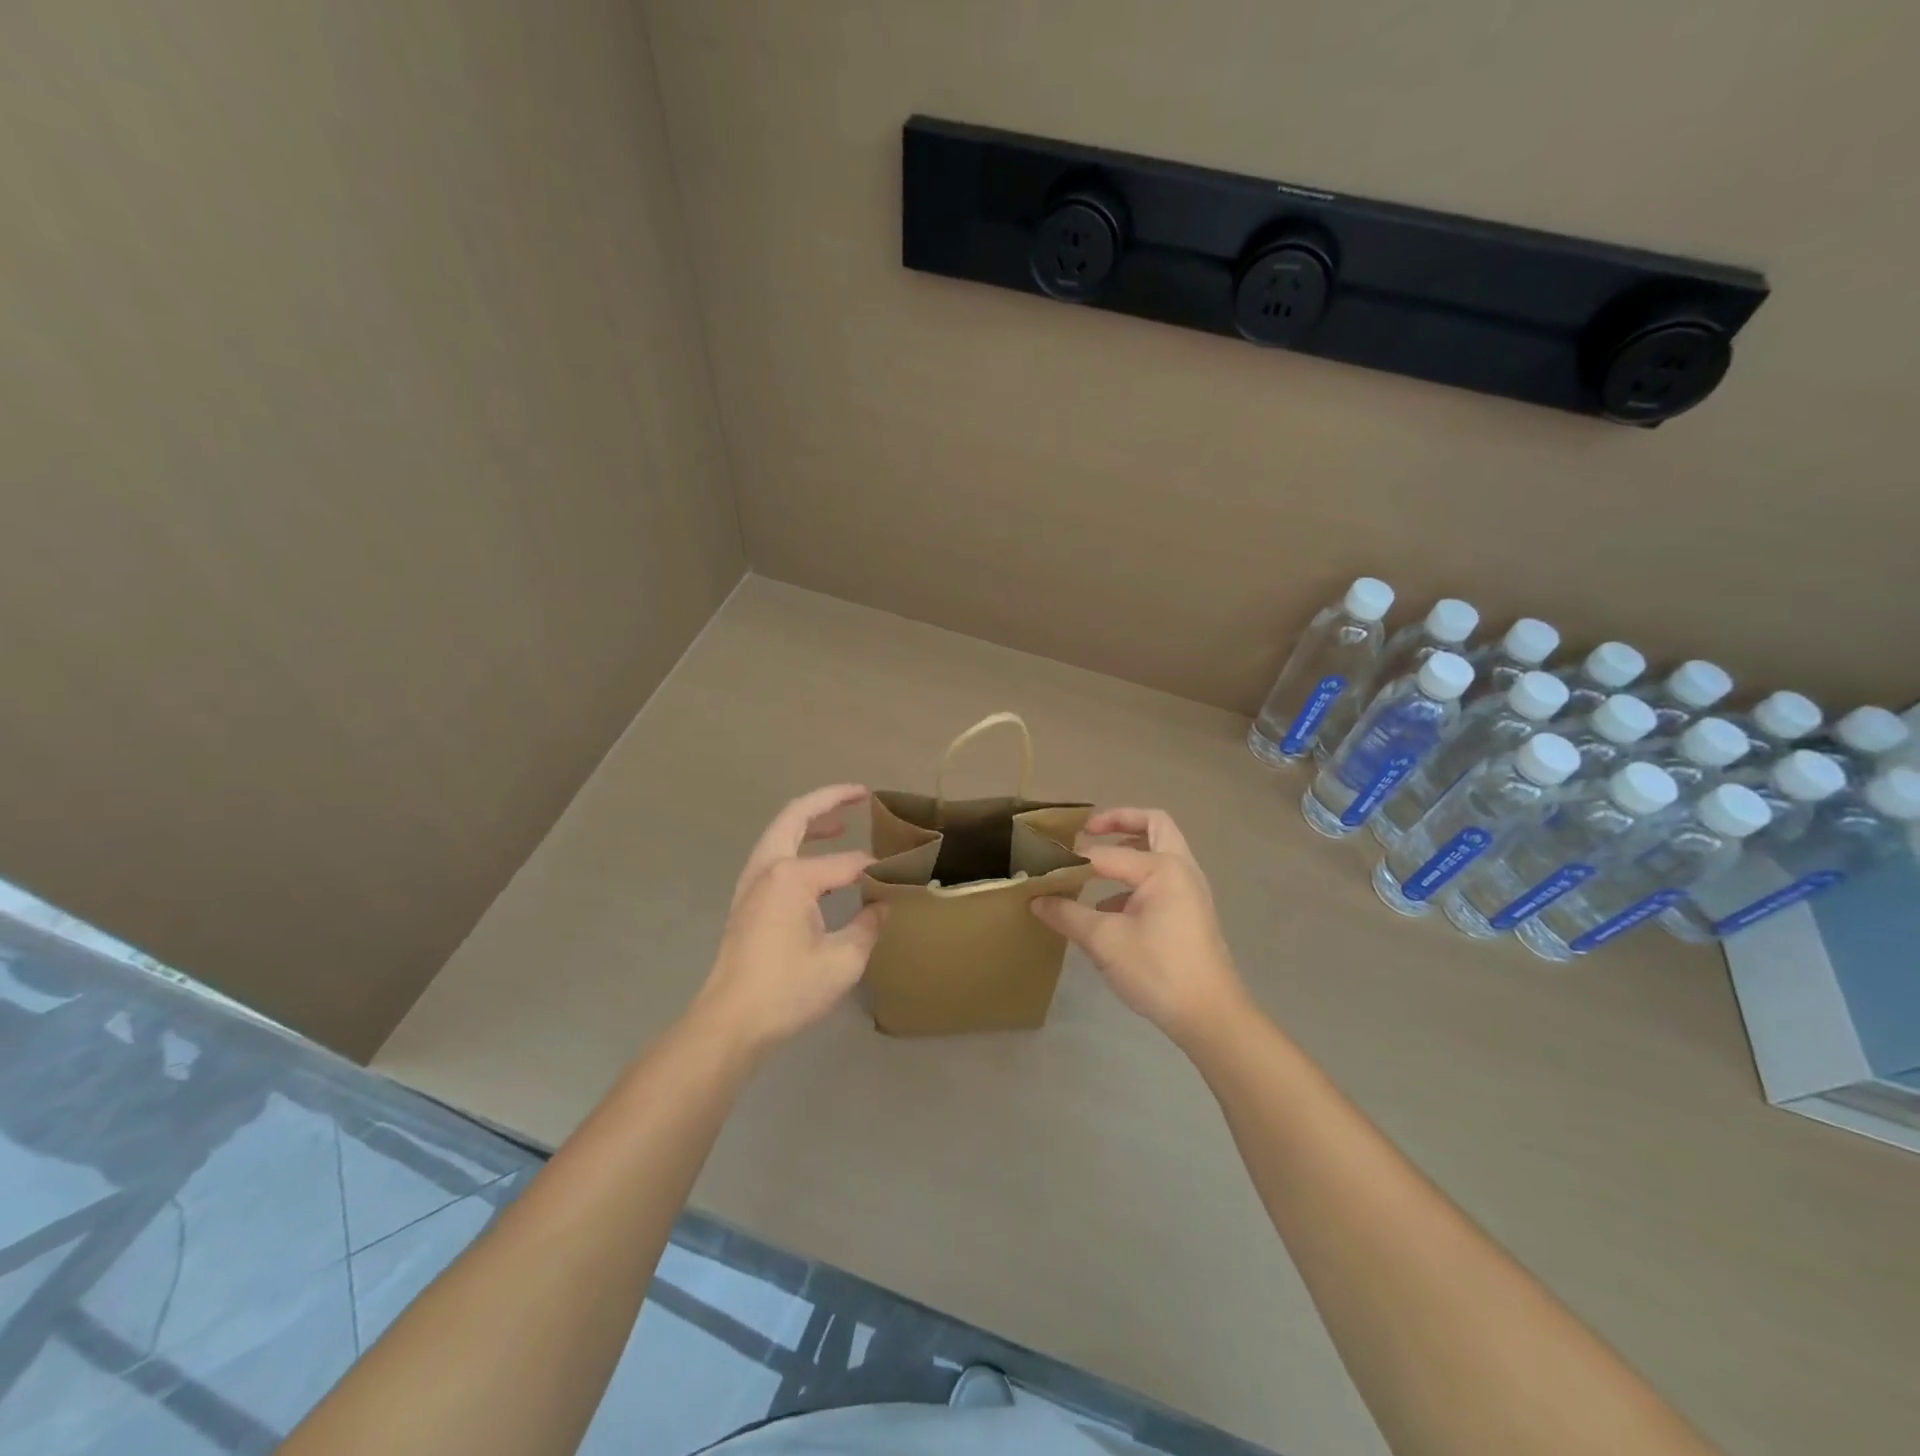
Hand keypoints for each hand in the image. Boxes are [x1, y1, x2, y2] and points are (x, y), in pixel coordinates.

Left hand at [689, 785, 884, 1056]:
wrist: (730, 1022)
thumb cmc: (787, 990)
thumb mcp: (843, 960)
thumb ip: (869, 924)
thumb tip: (884, 903)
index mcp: (792, 877)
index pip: (848, 862)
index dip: (880, 869)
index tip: (906, 875)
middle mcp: (768, 868)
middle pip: (796, 816)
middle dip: (829, 800)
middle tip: (861, 794)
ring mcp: (752, 882)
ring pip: (781, 833)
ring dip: (810, 821)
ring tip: (842, 821)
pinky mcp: (747, 900)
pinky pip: (774, 854)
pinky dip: (797, 843)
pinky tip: (817, 861)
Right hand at [1031, 808, 1247, 1048]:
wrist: (1210, 1016)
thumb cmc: (1158, 970)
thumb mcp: (1104, 941)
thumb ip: (1067, 915)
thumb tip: (1035, 900)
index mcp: (1162, 868)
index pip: (1107, 853)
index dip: (1072, 859)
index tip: (1043, 866)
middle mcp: (1181, 869)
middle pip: (1153, 825)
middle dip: (1119, 821)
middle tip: (1087, 830)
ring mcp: (1190, 890)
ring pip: (1159, 851)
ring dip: (1129, 848)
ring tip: (1094, 866)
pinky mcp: (1190, 911)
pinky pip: (1160, 878)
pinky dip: (1135, 878)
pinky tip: (1108, 907)